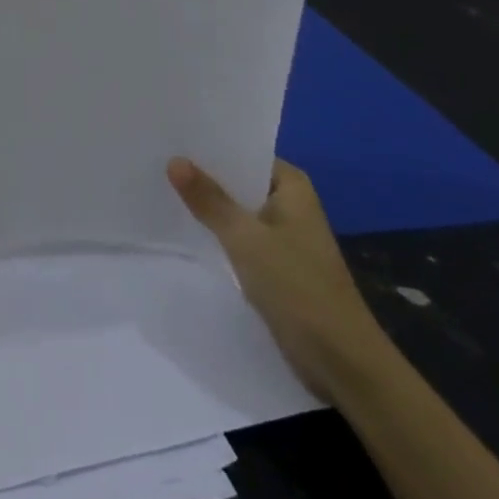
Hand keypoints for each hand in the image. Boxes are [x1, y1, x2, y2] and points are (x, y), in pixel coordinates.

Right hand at [168, 156, 388, 400]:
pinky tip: (185, 227)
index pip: (245, 151)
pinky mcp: (276, 266)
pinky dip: (217, 231)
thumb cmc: (298, 288)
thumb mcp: (246, 239)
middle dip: (203, 173)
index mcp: (292, 187)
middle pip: (239, 180)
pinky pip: (239, 236)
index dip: (210, 144)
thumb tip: (174, 160)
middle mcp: (290, 205)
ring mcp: (284, 236)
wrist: (342, 363)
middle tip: (156, 157)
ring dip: (209, 204)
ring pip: (237, 210)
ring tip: (161, 185)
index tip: (171, 135)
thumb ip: (209, 200)